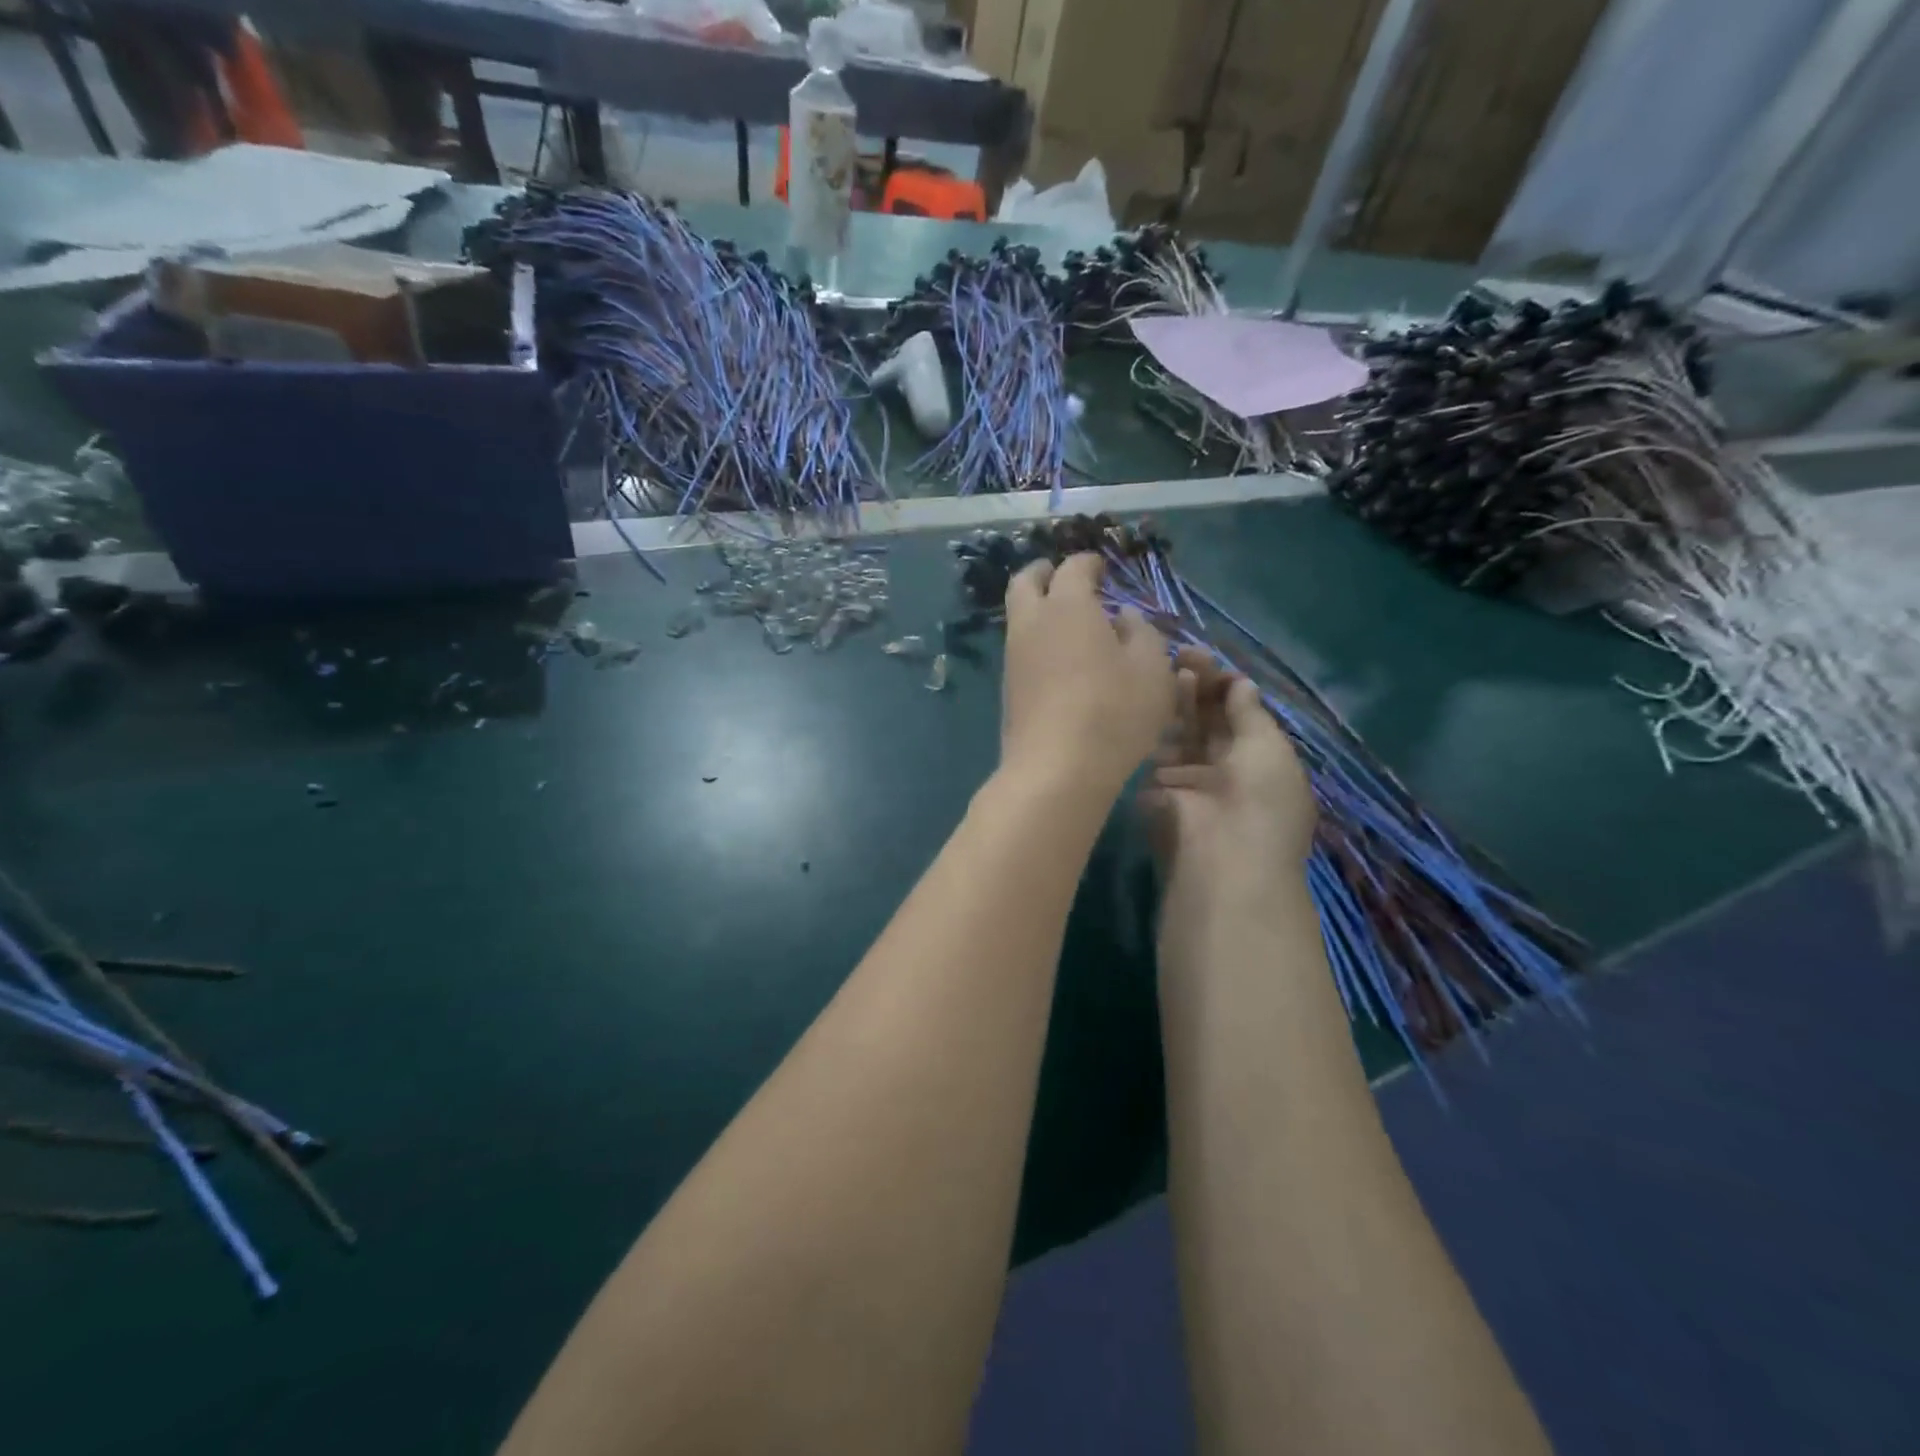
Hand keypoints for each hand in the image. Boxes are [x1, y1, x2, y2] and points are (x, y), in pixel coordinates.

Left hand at [999, 554, 1173, 799]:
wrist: (1056, 768)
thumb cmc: (1114, 711)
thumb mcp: (1152, 669)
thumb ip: (1143, 633)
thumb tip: (1124, 618)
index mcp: (1068, 606)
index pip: (1073, 568)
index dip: (1089, 563)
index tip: (1102, 568)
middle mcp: (1032, 623)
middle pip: (1025, 582)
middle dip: (1043, 572)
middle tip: (1062, 576)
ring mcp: (1014, 657)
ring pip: (1018, 617)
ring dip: (1038, 610)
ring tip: (1069, 623)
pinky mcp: (1008, 689)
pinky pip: (1020, 650)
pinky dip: (1037, 641)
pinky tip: (1061, 661)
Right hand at [1141, 646, 1315, 907]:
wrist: (1219, 859)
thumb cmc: (1260, 800)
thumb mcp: (1268, 748)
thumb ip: (1249, 713)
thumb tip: (1241, 683)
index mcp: (1262, 763)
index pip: (1242, 717)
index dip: (1228, 688)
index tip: (1210, 663)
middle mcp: (1226, 771)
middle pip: (1211, 721)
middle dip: (1200, 688)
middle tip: (1183, 654)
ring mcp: (1190, 782)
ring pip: (1182, 733)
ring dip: (1177, 702)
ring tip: (1168, 669)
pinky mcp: (1156, 793)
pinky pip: (1155, 754)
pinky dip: (1154, 728)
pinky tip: (1149, 701)